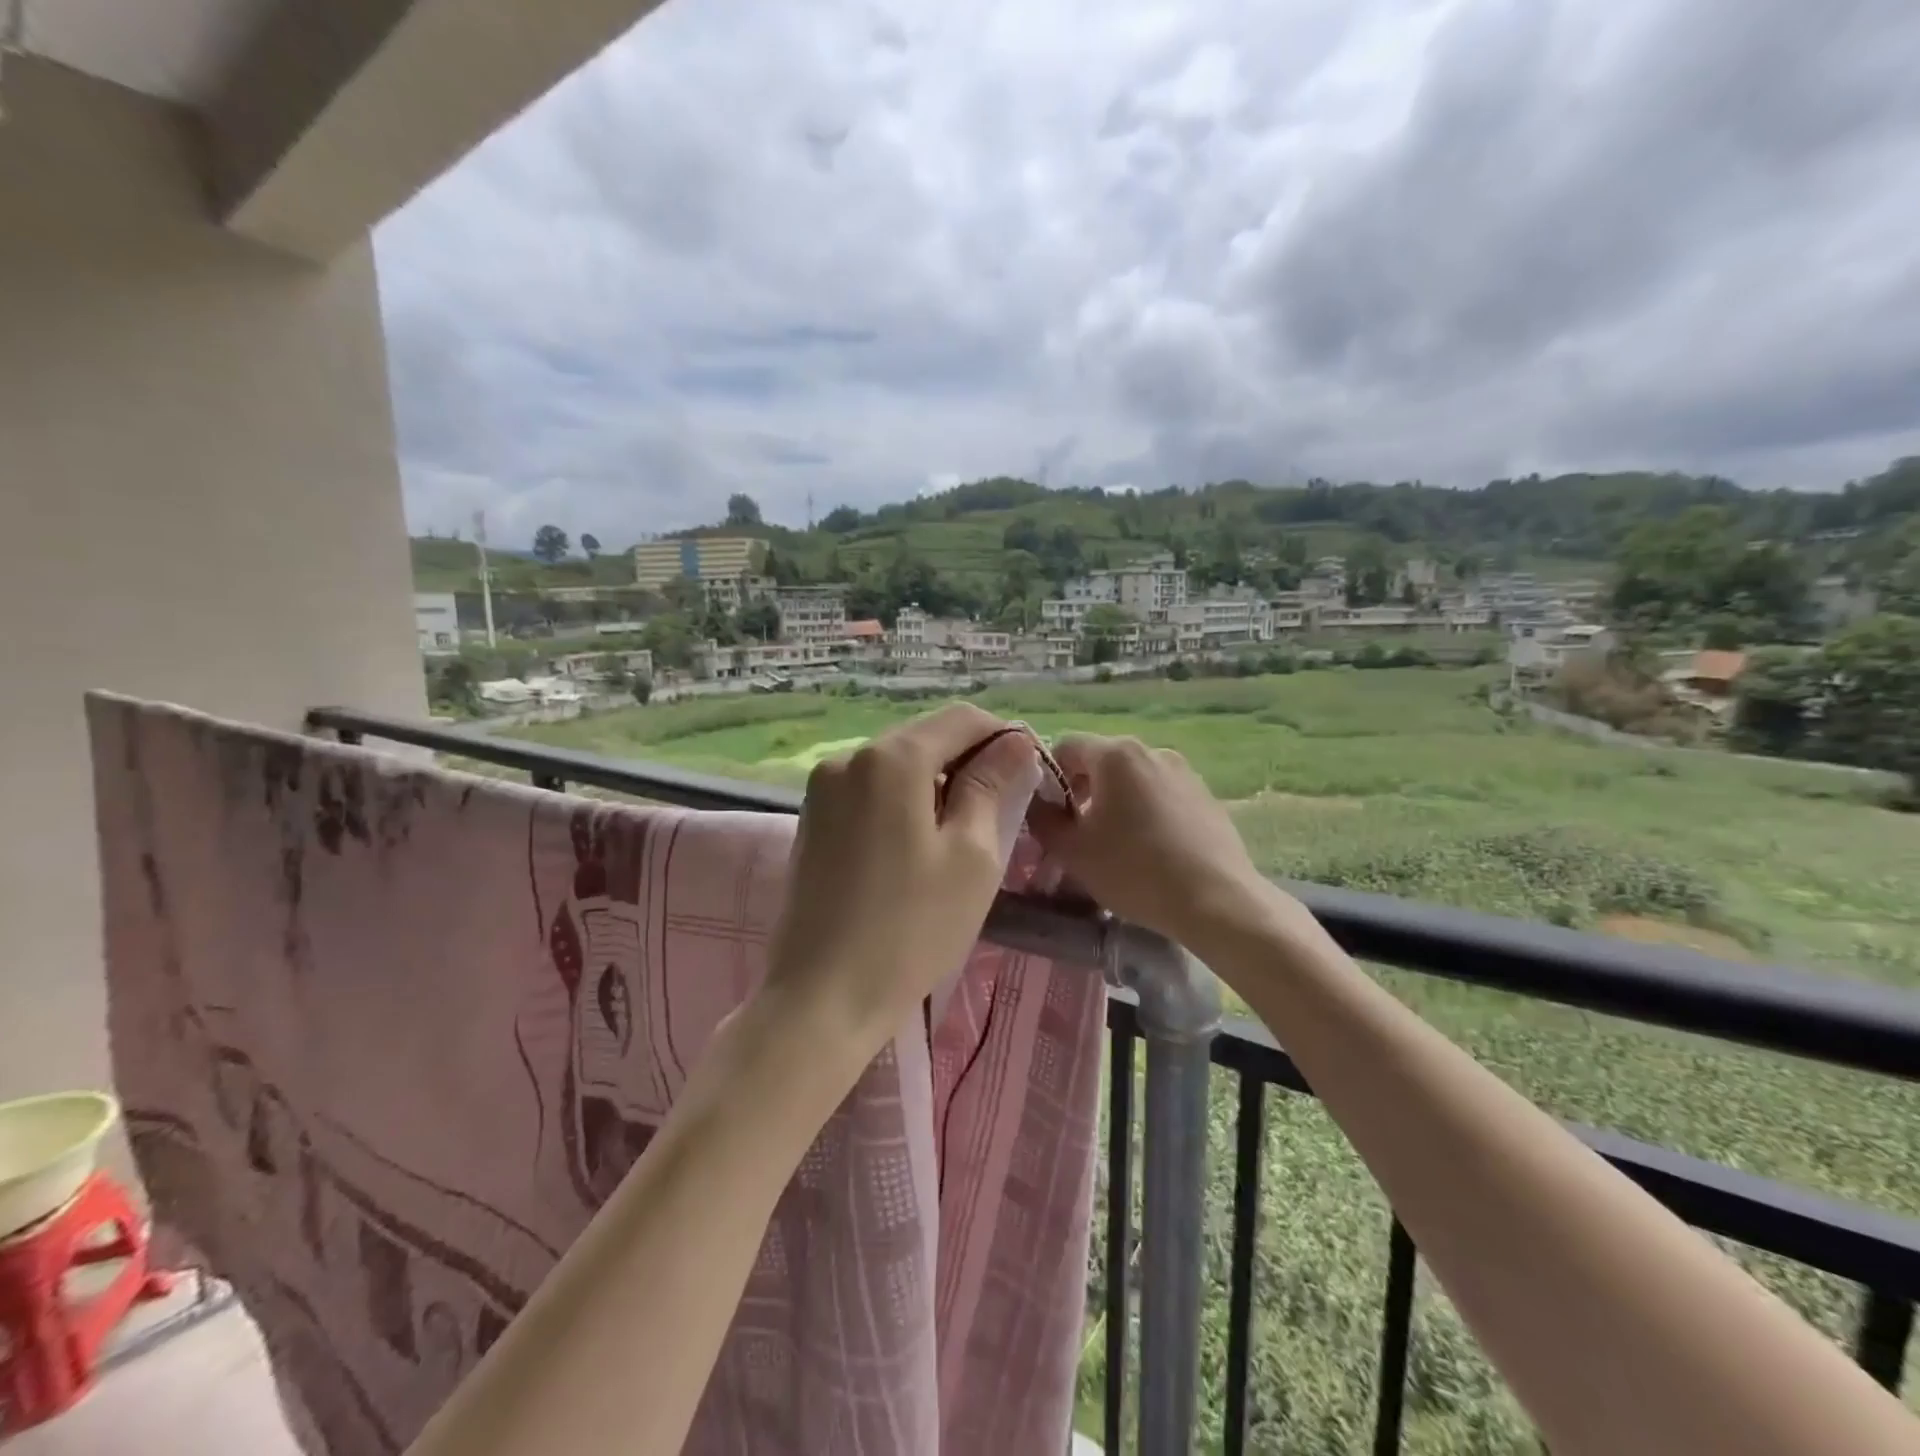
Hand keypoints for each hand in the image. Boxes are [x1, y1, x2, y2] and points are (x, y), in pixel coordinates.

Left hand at [761, 703, 1039, 1066]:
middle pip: (925, 738)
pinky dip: (903, 802)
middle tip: (1003, 809)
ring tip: (962, 833)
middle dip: (968, 761)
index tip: (1029, 773)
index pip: (961, 719)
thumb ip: (992, 787)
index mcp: (891, 759)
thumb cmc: (911, 929)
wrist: (821, 998)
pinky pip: (870, 791)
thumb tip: (1014, 745)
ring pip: (897, 766)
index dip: (1003, 737)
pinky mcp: (812, 819)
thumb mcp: (972, 856)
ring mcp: (823, 788)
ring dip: (936, 784)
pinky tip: (918, 845)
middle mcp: (849, 758)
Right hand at [1029, 734, 1289, 950]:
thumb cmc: (1134, 871)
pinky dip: (1147, 812)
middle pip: (1101, 760)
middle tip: (1078, 833)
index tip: (1050, 815)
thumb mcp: (1071, 851)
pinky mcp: (1206, 796)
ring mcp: (1185, 771)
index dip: (1049, 777)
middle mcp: (1152, 750)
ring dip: (1115, 802)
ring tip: (1115, 844)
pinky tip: (1151, 850)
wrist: (1216, 902)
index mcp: (1116, 754)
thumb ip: (1042, 819)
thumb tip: (1036, 804)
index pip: (1065, 745)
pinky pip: (1162, 795)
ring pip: (1133, 779)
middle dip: (1082, 791)